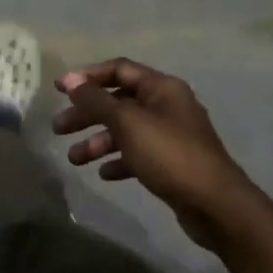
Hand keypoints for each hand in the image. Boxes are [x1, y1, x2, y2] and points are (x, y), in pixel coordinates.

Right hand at [54, 58, 259, 247]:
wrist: (213, 203)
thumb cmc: (169, 154)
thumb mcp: (128, 123)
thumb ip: (97, 101)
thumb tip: (71, 81)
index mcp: (162, 88)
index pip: (120, 69)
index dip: (88, 76)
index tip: (59, 89)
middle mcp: (167, 106)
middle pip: (119, 102)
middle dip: (87, 114)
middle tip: (58, 129)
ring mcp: (170, 136)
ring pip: (126, 131)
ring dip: (98, 141)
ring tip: (74, 159)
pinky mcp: (171, 163)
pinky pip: (138, 155)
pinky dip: (119, 161)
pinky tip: (103, 174)